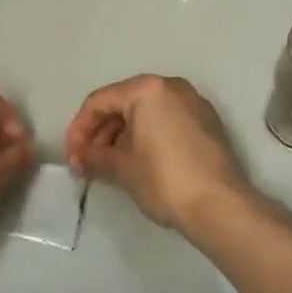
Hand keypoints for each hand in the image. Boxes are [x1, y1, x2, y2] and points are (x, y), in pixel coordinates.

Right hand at [64, 75, 251, 231]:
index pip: (99, 102)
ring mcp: (194, 104)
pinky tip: (137, 162)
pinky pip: (167, 122)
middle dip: (100, 133)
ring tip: (109, 165)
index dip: (78, 129)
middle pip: (123, 103)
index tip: (72, 158)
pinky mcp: (208, 124)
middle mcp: (172, 87)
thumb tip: (82, 159)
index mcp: (147, 89)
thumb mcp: (121, 168)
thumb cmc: (163, 179)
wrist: (219, 206)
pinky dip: (147, 137)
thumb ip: (95, 156)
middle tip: (87, 163)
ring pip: (146, 113)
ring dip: (122, 136)